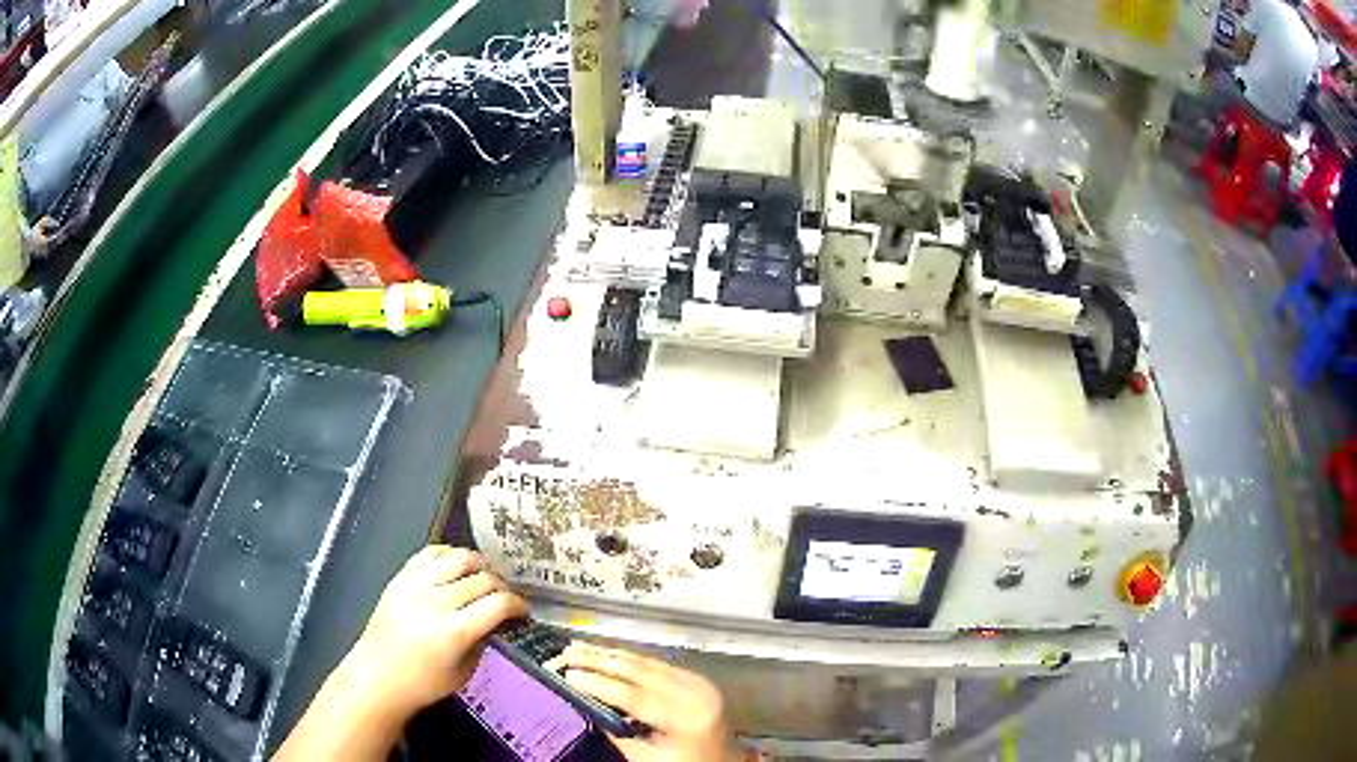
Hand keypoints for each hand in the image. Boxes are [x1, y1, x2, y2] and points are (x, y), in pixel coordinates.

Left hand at [342, 546, 527, 718]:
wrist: (377, 676)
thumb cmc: (424, 683)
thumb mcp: (464, 672)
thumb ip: (482, 641)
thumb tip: (498, 620)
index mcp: (453, 632)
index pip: (498, 603)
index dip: (518, 604)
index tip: (524, 611)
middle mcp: (435, 602)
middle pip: (482, 578)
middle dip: (502, 587)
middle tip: (506, 598)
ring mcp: (415, 584)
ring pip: (459, 557)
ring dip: (479, 565)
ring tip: (484, 578)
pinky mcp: (401, 576)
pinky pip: (431, 552)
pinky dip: (450, 555)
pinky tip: (457, 568)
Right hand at [552, 643, 739, 761]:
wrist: (725, 760)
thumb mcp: (648, 758)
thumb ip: (618, 732)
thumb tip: (587, 702)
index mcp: (685, 717)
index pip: (635, 696)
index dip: (599, 683)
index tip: (568, 674)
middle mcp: (695, 693)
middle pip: (640, 671)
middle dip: (599, 660)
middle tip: (566, 652)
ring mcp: (699, 682)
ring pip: (647, 662)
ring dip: (610, 653)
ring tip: (579, 647)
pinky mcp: (697, 678)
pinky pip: (658, 663)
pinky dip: (629, 658)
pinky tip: (606, 653)